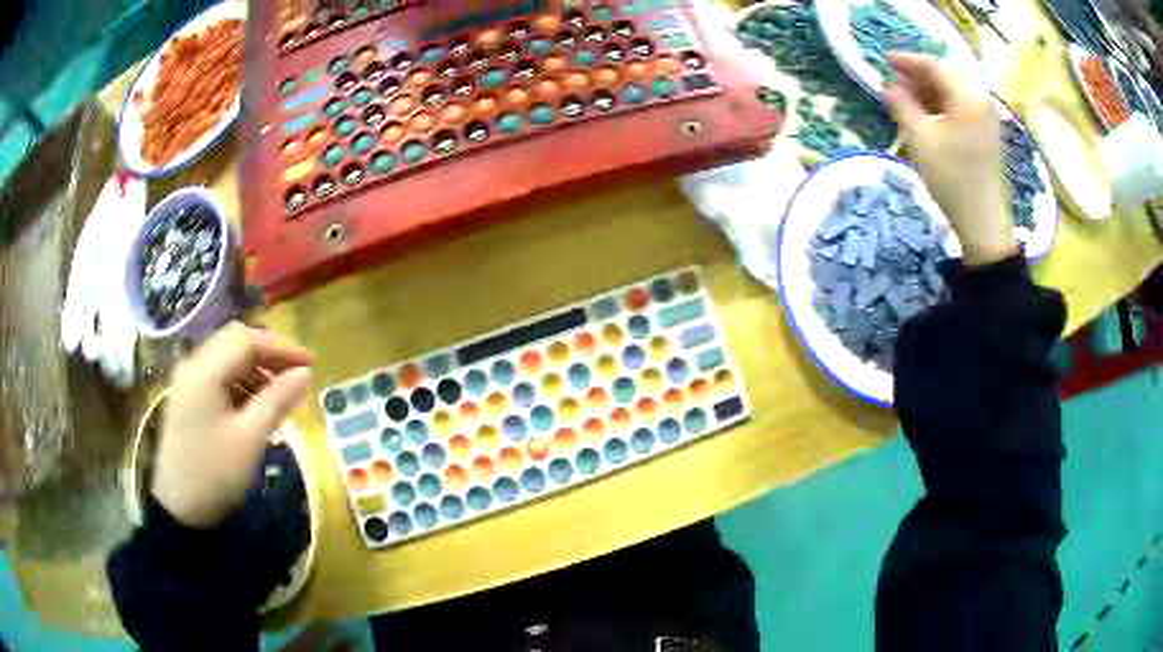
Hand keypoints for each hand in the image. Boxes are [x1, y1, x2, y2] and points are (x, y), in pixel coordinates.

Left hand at [153, 323, 314, 528]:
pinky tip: (257, 407)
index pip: (246, 340)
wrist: (179, 509)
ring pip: (227, 360)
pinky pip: (218, 378)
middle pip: (235, 343)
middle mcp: (193, 366)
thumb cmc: (215, 474)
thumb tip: (304, 373)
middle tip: (297, 376)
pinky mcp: (188, 399)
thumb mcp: (250, 439)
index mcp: (204, 372)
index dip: (281, 347)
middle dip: (269, 355)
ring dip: (256, 371)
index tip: (311, 363)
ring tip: (281, 396)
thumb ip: (277, 401)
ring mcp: (188, 383)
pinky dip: (241, 384)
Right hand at [884, 52, 1017, 266]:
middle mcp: (982, 100)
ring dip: (932, 89)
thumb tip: (891, 86)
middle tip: (897, 80)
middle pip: (948, 74)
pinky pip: (964, 106)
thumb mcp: (919, 139)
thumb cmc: (951, 179)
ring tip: (910, 97)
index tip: (885, 61)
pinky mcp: (989, 135)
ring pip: (956, 90)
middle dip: (921, 74)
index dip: (908, 61)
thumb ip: (902, 105)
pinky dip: (945, 103)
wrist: (983, 222)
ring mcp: (988, 118)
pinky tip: (930, 114)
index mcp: (967, 96)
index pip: (934, 65)